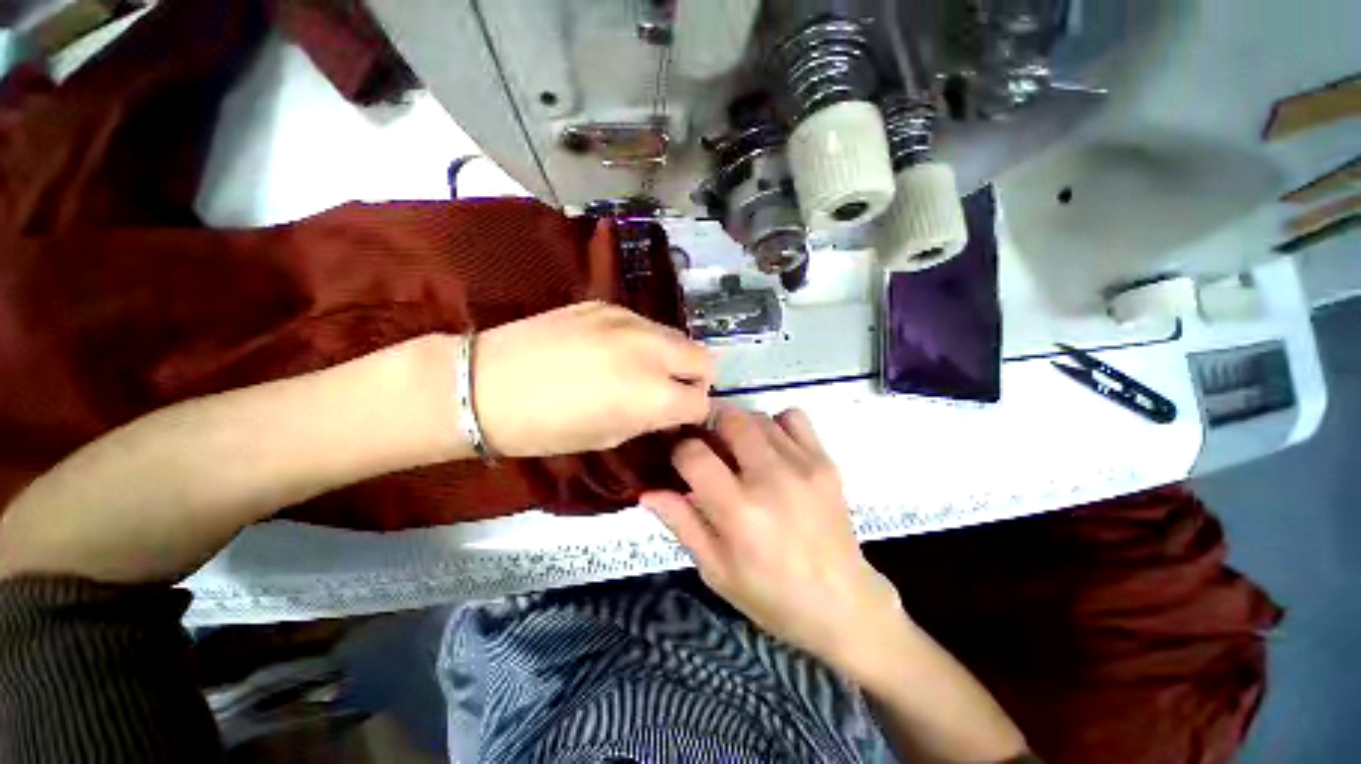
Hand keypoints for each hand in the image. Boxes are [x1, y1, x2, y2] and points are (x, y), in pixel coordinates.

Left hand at [473, 302, 715, 457]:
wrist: (484, 384)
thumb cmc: (546, 428)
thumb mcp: (609, 437)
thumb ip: (651, 419)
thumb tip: (672, 409)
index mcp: (653, 394)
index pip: (702, 401)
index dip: (693, 414)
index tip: (679, 418)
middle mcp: (652, 351)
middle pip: (704, 359)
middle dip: (695, 379)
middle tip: (670, 392)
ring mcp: (629, 320)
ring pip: (676, 337)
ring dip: (670, 358)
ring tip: (640, 372)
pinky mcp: (606, 305)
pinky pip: (644, 325)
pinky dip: (642, 341)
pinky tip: (611, 352)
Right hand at [641, 406, 904, 672]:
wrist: (844, 604)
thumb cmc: (772, 596)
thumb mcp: (716, 571)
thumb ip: (682, 523)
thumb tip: (647, 491)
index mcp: (738, 511)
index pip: (693, 454)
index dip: (679, 450)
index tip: (680, 459)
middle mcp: (770, 478)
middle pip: (728, 419)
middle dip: (708, 425)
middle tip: (707, 445)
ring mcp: (802, 464)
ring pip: (756, 415)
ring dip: (738, 426)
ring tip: (737, 450)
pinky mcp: (824, 461)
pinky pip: (793, 417)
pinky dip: (775, 424)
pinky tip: (772, 448)